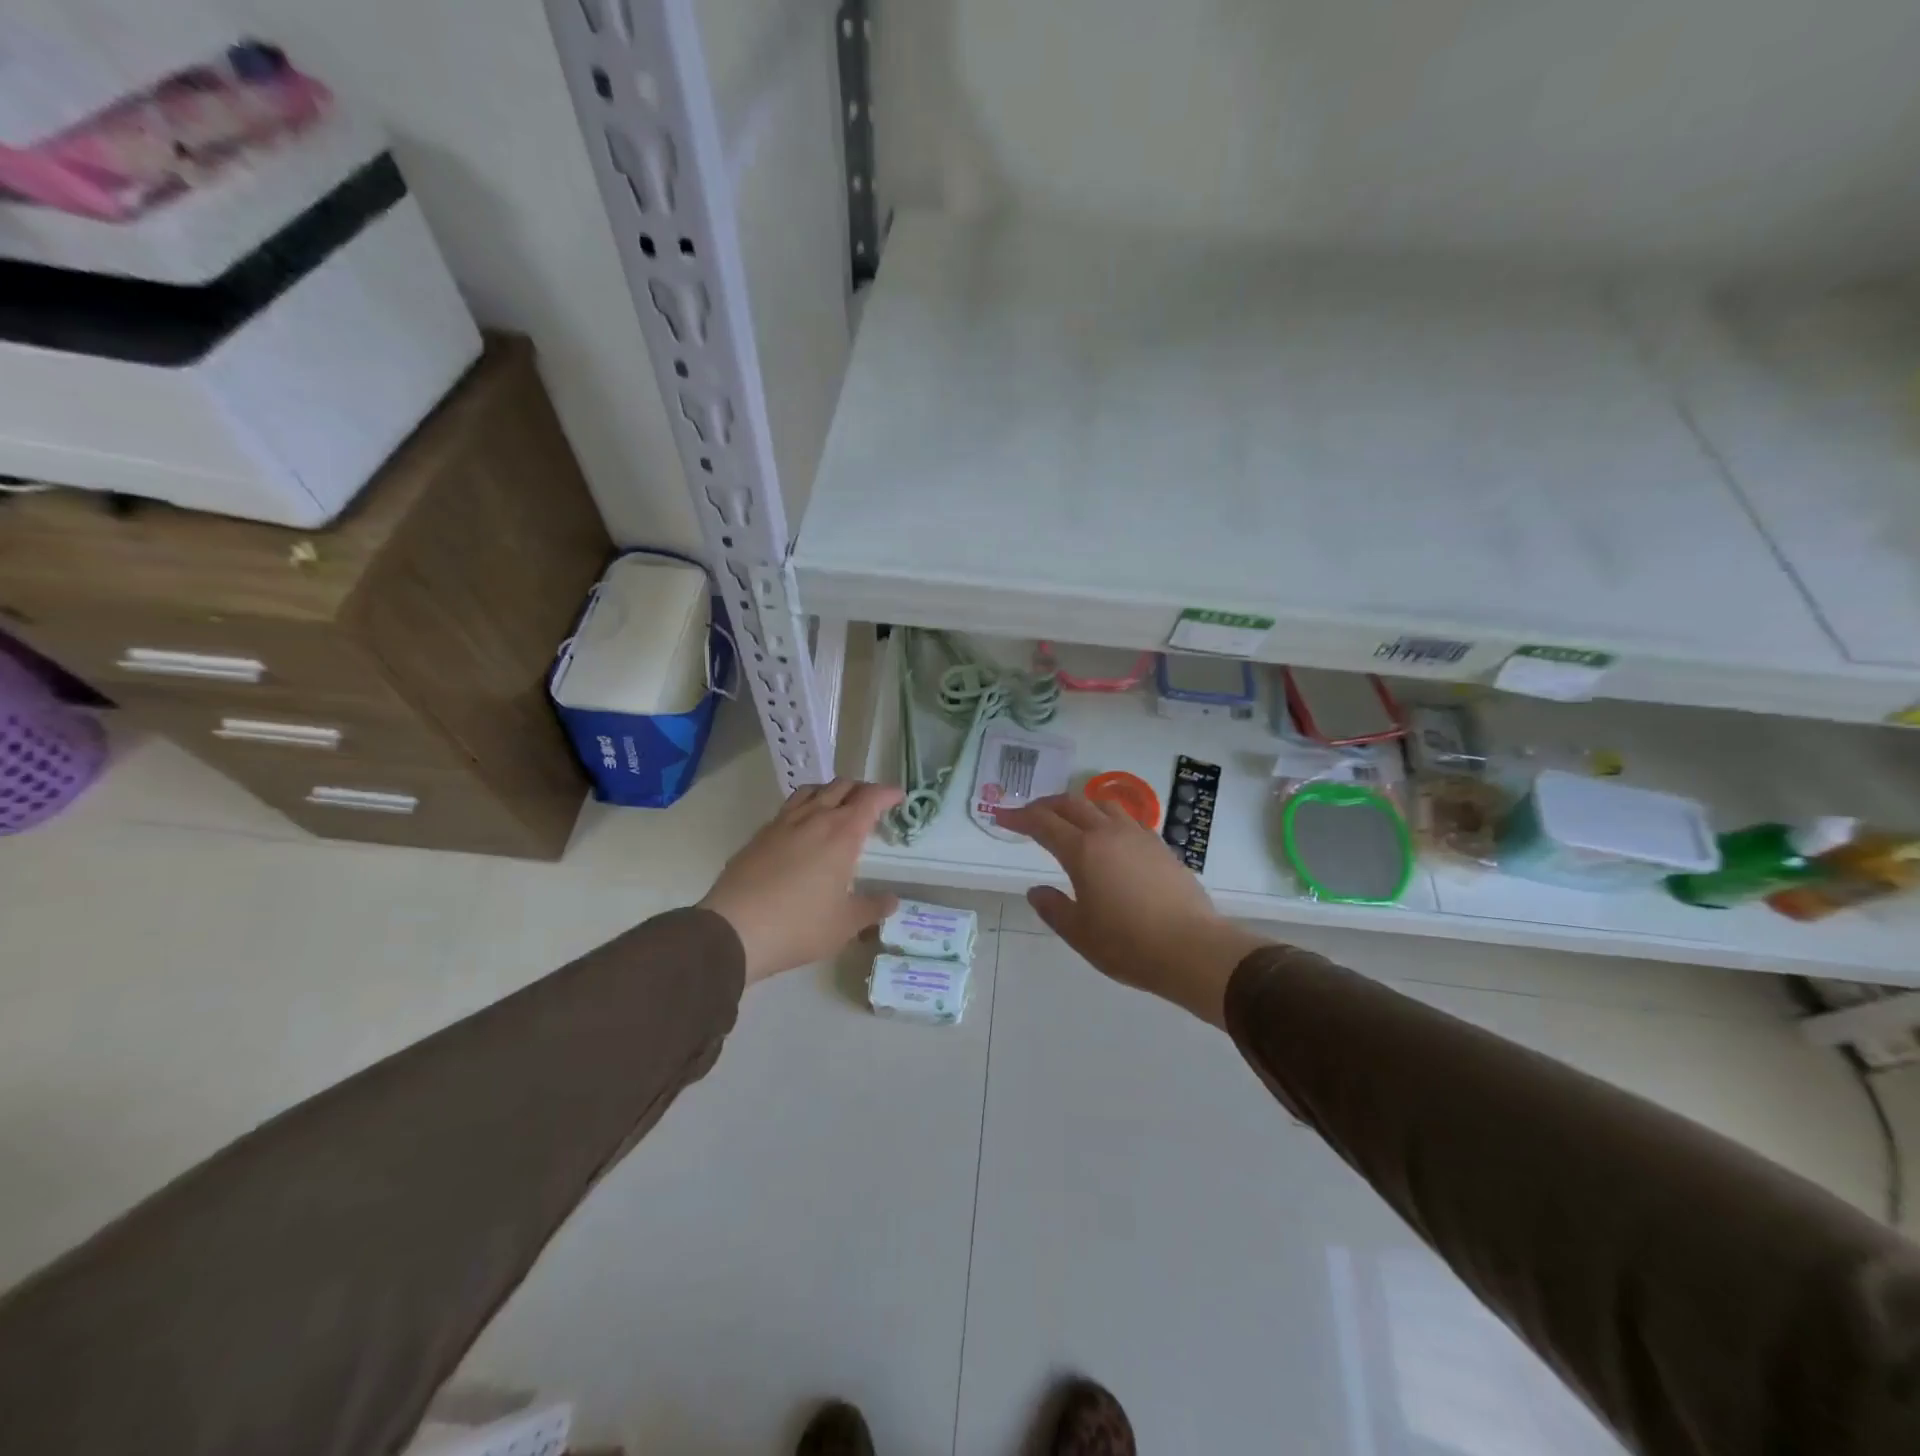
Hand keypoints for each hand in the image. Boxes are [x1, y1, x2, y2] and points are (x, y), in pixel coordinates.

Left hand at [700, 778, 902, 984]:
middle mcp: (814, 818)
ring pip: (812, 790)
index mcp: (842, 834)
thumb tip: (892, 900)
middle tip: (872, 804)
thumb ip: (872, 908)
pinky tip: (803, 828)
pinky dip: (805, 806)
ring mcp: (783, 823)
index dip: (887, 793)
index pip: (870, 799)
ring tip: (838, 806)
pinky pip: (789, 807)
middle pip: (842, 786)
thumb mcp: (845, 924)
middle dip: (862, 789)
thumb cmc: (799, 925)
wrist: (733, 929)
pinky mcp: (760, 834)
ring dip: (831, 791)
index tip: (899, 797)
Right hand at [993, 794, 1268, 1026]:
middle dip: (1046, 805)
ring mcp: (1139, 836)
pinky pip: (1126, 818)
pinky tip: (1108, 837)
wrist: (1192, 949)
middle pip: (1072, 803)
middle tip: (1029, 816)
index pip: (1043, 823)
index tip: (1001, 816)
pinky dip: (1106, 818)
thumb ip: (1053, 908)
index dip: (1019, 817)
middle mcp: (1109, 833)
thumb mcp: (1079, 933)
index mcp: (1083, 851)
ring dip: (1079, 805)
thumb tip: (1036, 890)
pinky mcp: (1161, 846)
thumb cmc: (1128, 944)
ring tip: (1069, 820)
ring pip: (1102, 804)